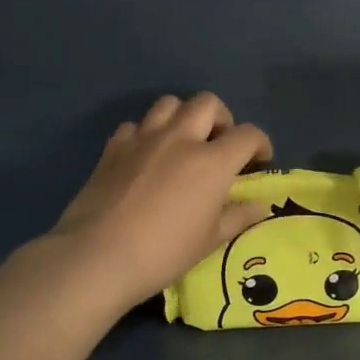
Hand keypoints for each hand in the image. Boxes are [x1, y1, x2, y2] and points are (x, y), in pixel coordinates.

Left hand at [49, 92, 273, 308]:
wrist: (98, 255)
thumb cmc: (164, 252)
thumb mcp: (210, 240)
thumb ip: (238, 217)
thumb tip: (261, 206)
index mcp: (212, 162)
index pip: (248, 134)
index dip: (260, 143)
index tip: (260, 159)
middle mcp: (181, 138)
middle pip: (208, 103)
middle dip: (222, 118)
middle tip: (220, 144)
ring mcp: (144, 138)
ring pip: (169, 103)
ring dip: (183, 116)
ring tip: (183, 142)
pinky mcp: (114, 147)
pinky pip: (136, 125)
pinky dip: (147, 133)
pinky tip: (146, 156)